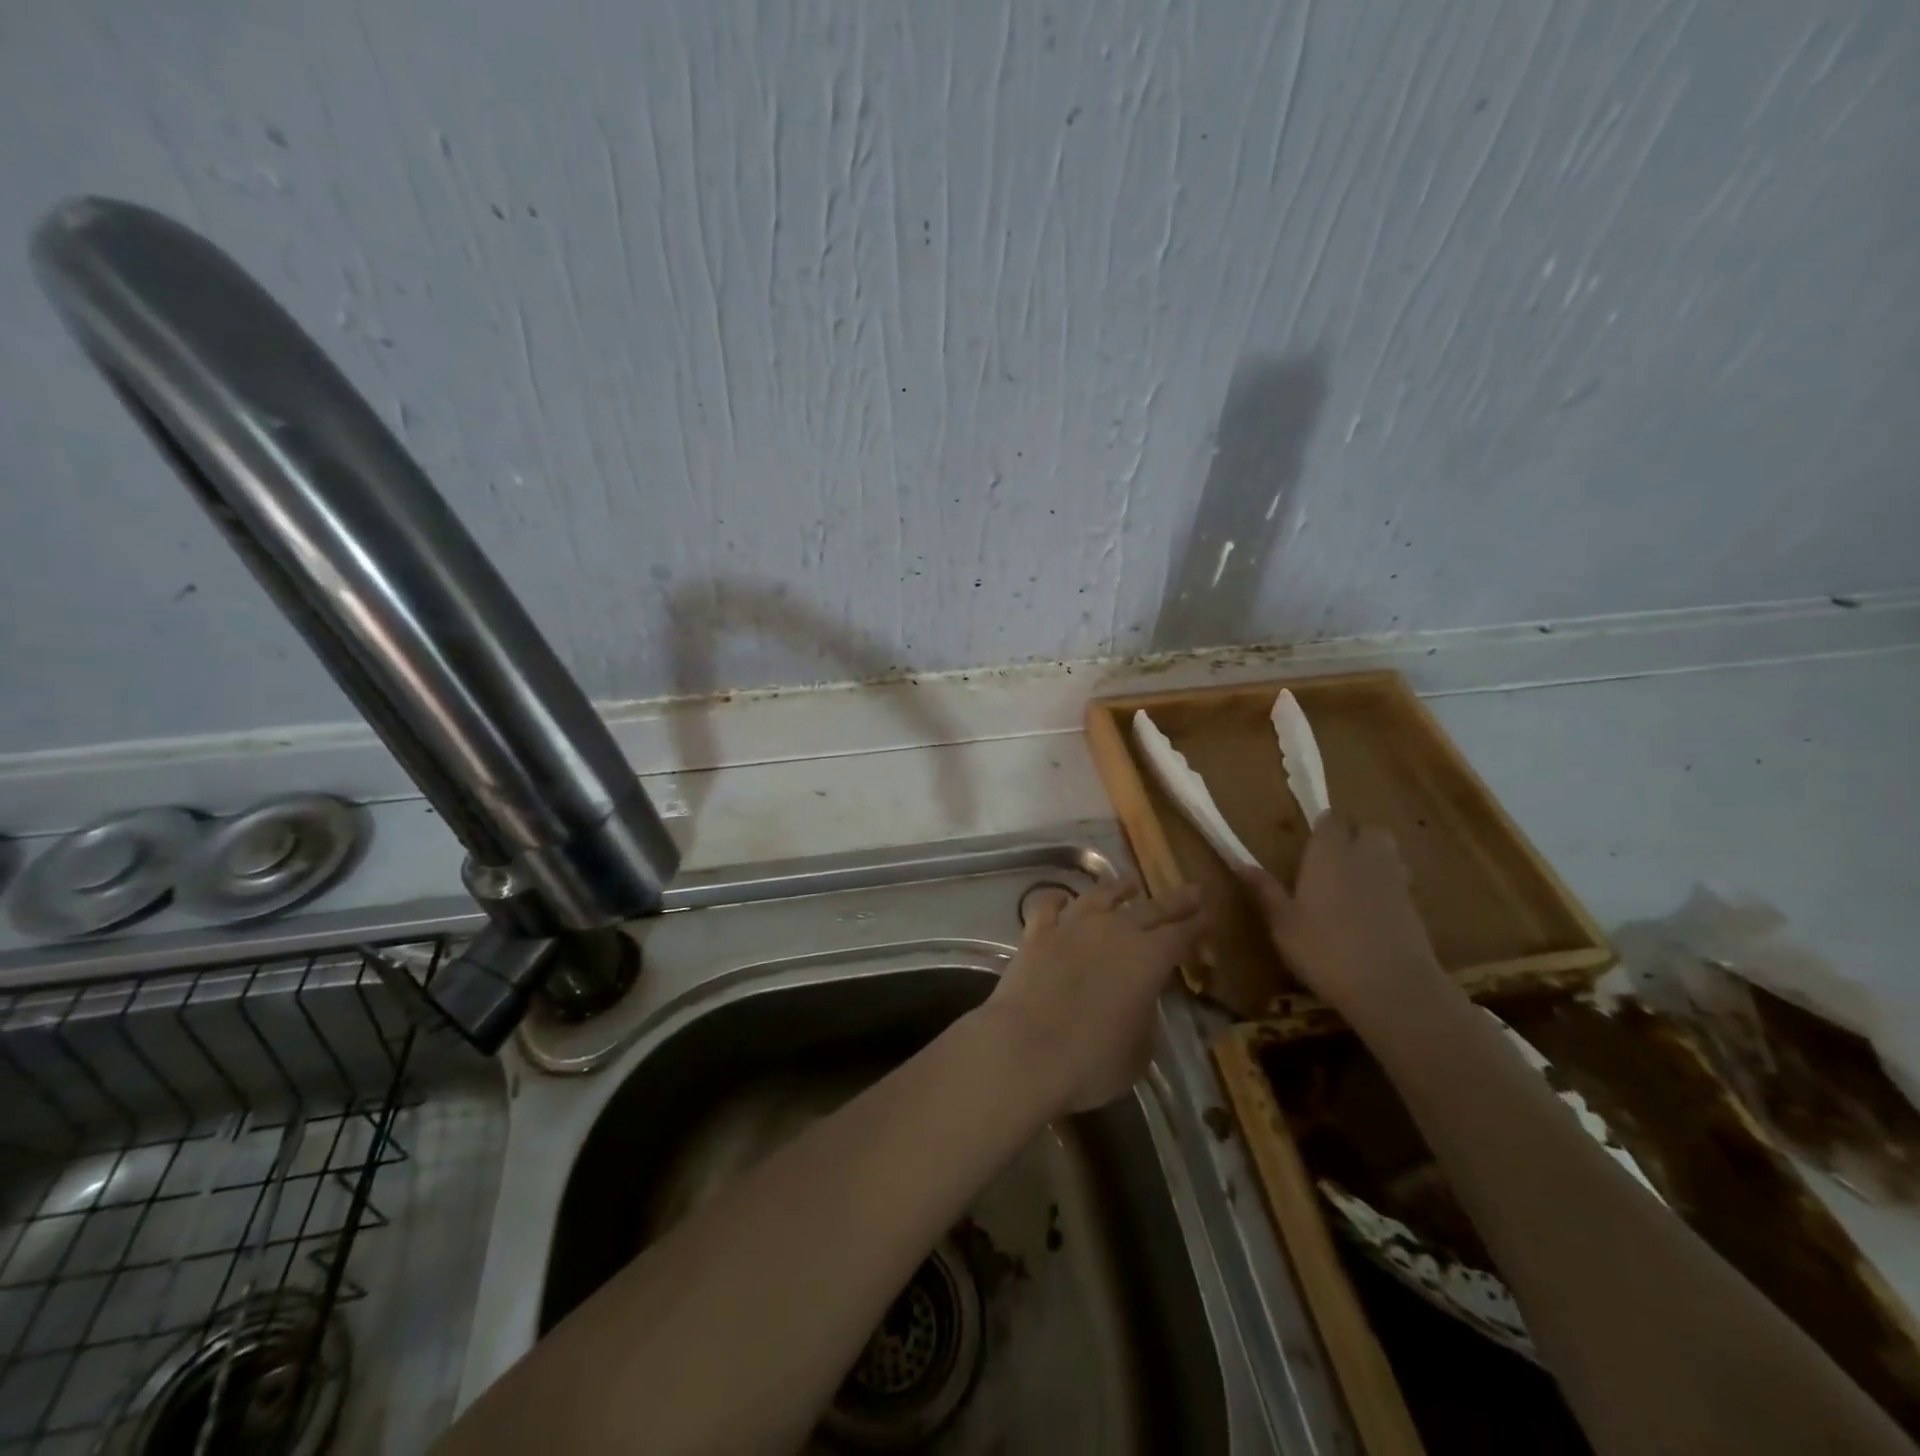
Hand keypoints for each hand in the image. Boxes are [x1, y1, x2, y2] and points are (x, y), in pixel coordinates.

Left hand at [980, 878, 1205, 1115]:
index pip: (1182, 934)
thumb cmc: (1092, 1060)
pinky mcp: (1036, 934)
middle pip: (1150, 909)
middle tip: (1191, 889)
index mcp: (1149, 958)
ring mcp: (1072, 927)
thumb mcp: (1140, 1049)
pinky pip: (1048, 906)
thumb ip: (1146, 1016)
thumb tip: (1140, 999)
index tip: (1209, 914)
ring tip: (1129, 883)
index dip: (1197, 924)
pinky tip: (1061, 897)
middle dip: (1174, 900)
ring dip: (1118, 888)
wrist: (1025, 1049)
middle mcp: (1113, 931)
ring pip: (1100, 896)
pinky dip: (1057, 899)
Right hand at [1239, 811, 1445, 1018]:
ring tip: (1352, 883)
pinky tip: (1370, 913)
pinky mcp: (1415, 906)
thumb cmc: (1325, 950)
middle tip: (1332, 860)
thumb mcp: (1282, 924)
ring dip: (1374, 859)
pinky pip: (1399, 883)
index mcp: (1329, 853)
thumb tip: (1241, 864)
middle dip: (1354, 836)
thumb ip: (1266, 891)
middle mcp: (1365, 857)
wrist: (1393, 988)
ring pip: (1389, 854)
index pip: (1331, 819)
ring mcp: (1395, 881)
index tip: (1310, 841)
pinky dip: (1386, 888)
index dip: (1322, 827)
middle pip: (1368, 830)